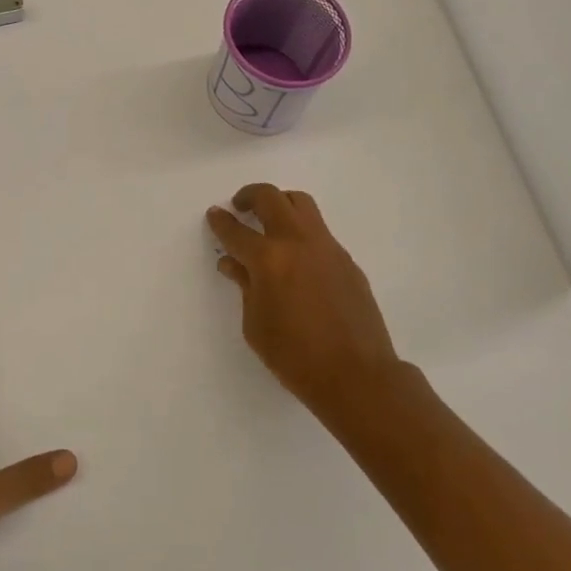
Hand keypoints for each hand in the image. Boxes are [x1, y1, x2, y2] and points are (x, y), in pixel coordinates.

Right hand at [208, 184, 407, 417]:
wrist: (356, 374)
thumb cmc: (295, 357)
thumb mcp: (256, 325)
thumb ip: (245, 286)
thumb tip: (234, 264)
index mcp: (269, 259)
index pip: (236, 231)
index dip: (221, 221)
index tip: (214, 215)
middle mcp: (298, 242)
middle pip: (271, 198)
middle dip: (250, 196)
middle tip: (240, 206)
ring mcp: (327, 247)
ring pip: (301, 204)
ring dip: (280, 204)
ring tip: (269, 221)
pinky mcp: (347, 259)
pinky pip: (319, 231)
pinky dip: (301, 232)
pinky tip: (296, 258)